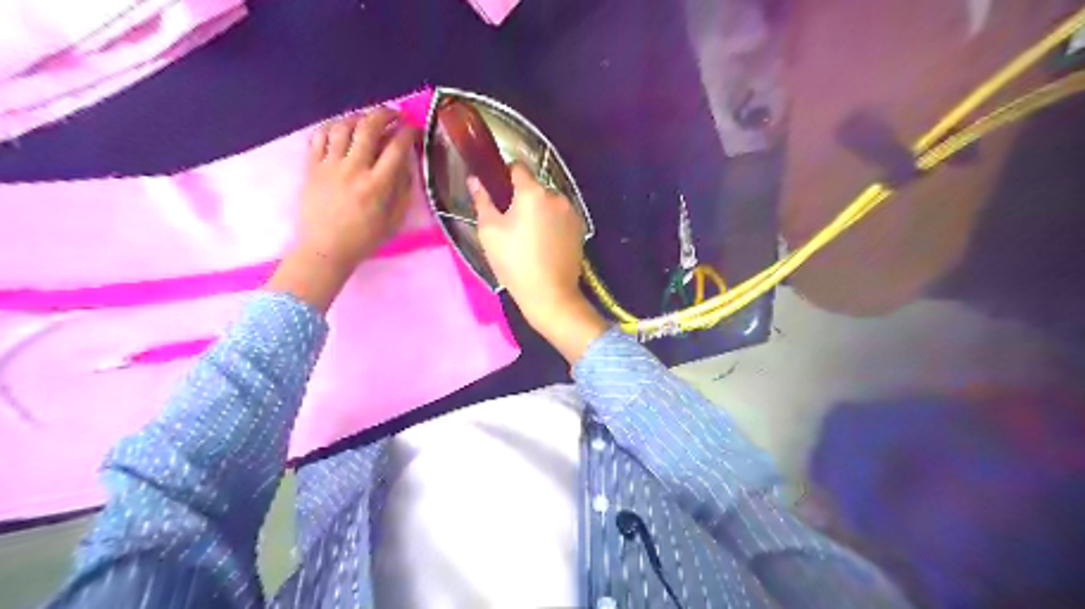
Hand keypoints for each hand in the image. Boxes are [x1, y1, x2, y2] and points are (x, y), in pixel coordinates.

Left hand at [271, 108, 418, 312]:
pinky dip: (332, 127)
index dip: (408, 132)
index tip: (414, 130)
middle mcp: (354, 169)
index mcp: (378, 185)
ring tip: (367, 120)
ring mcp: (329, 166)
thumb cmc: (364, 239)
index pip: (397, 147)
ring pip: (343, 126)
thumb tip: (406, 163)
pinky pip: (319, 136)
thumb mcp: (394, 220)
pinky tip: (341, 129)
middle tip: (394, 115)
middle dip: (385, 114)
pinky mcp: (311, 167)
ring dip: (359, 117)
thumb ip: (403, 190)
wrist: (325, 249)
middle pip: (369, 127)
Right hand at [472, 164, 607, 360]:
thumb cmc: (514, 262)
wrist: (550, 295)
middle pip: (534, 188)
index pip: (517, 167)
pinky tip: (544, 245)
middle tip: (510, 223)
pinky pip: (560, 217)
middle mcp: (556, 196)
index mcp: (533, 192)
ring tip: (528, 238)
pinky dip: (551, 224)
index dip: (504, 176)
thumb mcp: (489, 232)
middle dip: (522, 199)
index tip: (497, 193)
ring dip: (538, 211)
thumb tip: (474, 179)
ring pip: (548, 203)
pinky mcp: (580, 229)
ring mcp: (572, 213)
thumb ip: (482, 200)